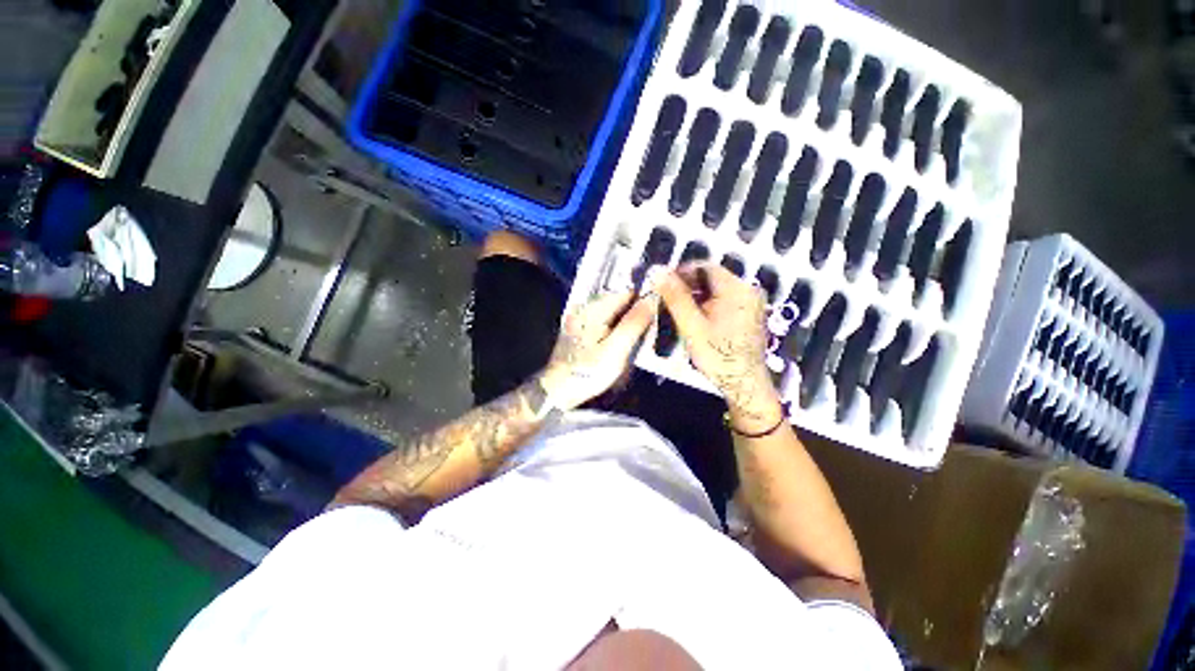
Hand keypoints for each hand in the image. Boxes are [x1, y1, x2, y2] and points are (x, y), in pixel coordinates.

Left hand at [539, 290, 659, 410]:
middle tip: (649, 331)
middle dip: (635, 313)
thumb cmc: (588, 372)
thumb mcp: (615, 349)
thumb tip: (651, 299)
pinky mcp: (578, 332)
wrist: (558, 392)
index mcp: (592, 310)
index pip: (625, 293)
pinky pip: (603, 323)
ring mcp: (579, 320)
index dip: (643, 301)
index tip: (659, 314)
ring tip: (638, 339)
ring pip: (612, 313)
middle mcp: (584, 309)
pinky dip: (615, 330)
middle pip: (618, 302)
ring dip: (626, 323)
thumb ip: (634, 323)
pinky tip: (621, 343)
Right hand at [658, 263, 783, 432]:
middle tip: (666, 298)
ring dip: (694, 296)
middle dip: (686, 285)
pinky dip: (706, 304)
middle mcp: (747, 290)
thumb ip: (675, 297)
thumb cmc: (718, 355)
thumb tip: (658, 272)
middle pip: (710, 277)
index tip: (663, 283)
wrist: (743, 382)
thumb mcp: (691, 325)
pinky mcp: (748, 313)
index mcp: (737, 288)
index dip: (680, 272)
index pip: (704, 266)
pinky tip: (693, 317)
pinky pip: (723, 300)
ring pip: (715, 289)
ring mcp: (750, 302)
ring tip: (676, 309)